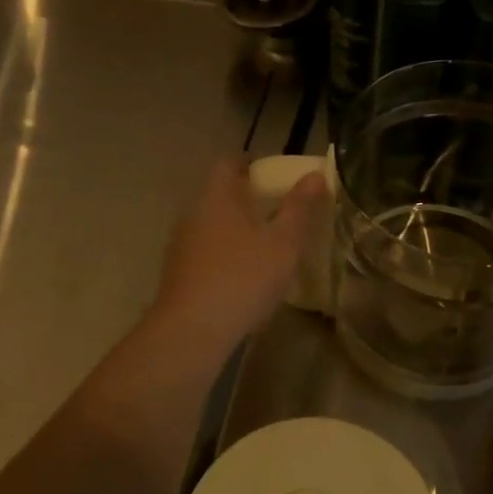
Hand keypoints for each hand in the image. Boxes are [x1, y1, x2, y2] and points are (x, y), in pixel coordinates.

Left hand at [151, 157, 327, 352]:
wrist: (192, 331)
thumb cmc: (243, 277)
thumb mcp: (283, 243)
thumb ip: (300, 208)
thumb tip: (314, 176)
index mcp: (217, 196)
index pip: (228, 162)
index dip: (250, 163)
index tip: (273, 174)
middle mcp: (194, 213)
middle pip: (219, 193)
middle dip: (246, 198)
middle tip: (277, 210)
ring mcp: (181, 245)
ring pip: (211, 224)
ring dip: (235, 228)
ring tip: (265, 244)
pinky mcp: (178, 274)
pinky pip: (205, 252)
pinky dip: (225, 254)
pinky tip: (243, 277)